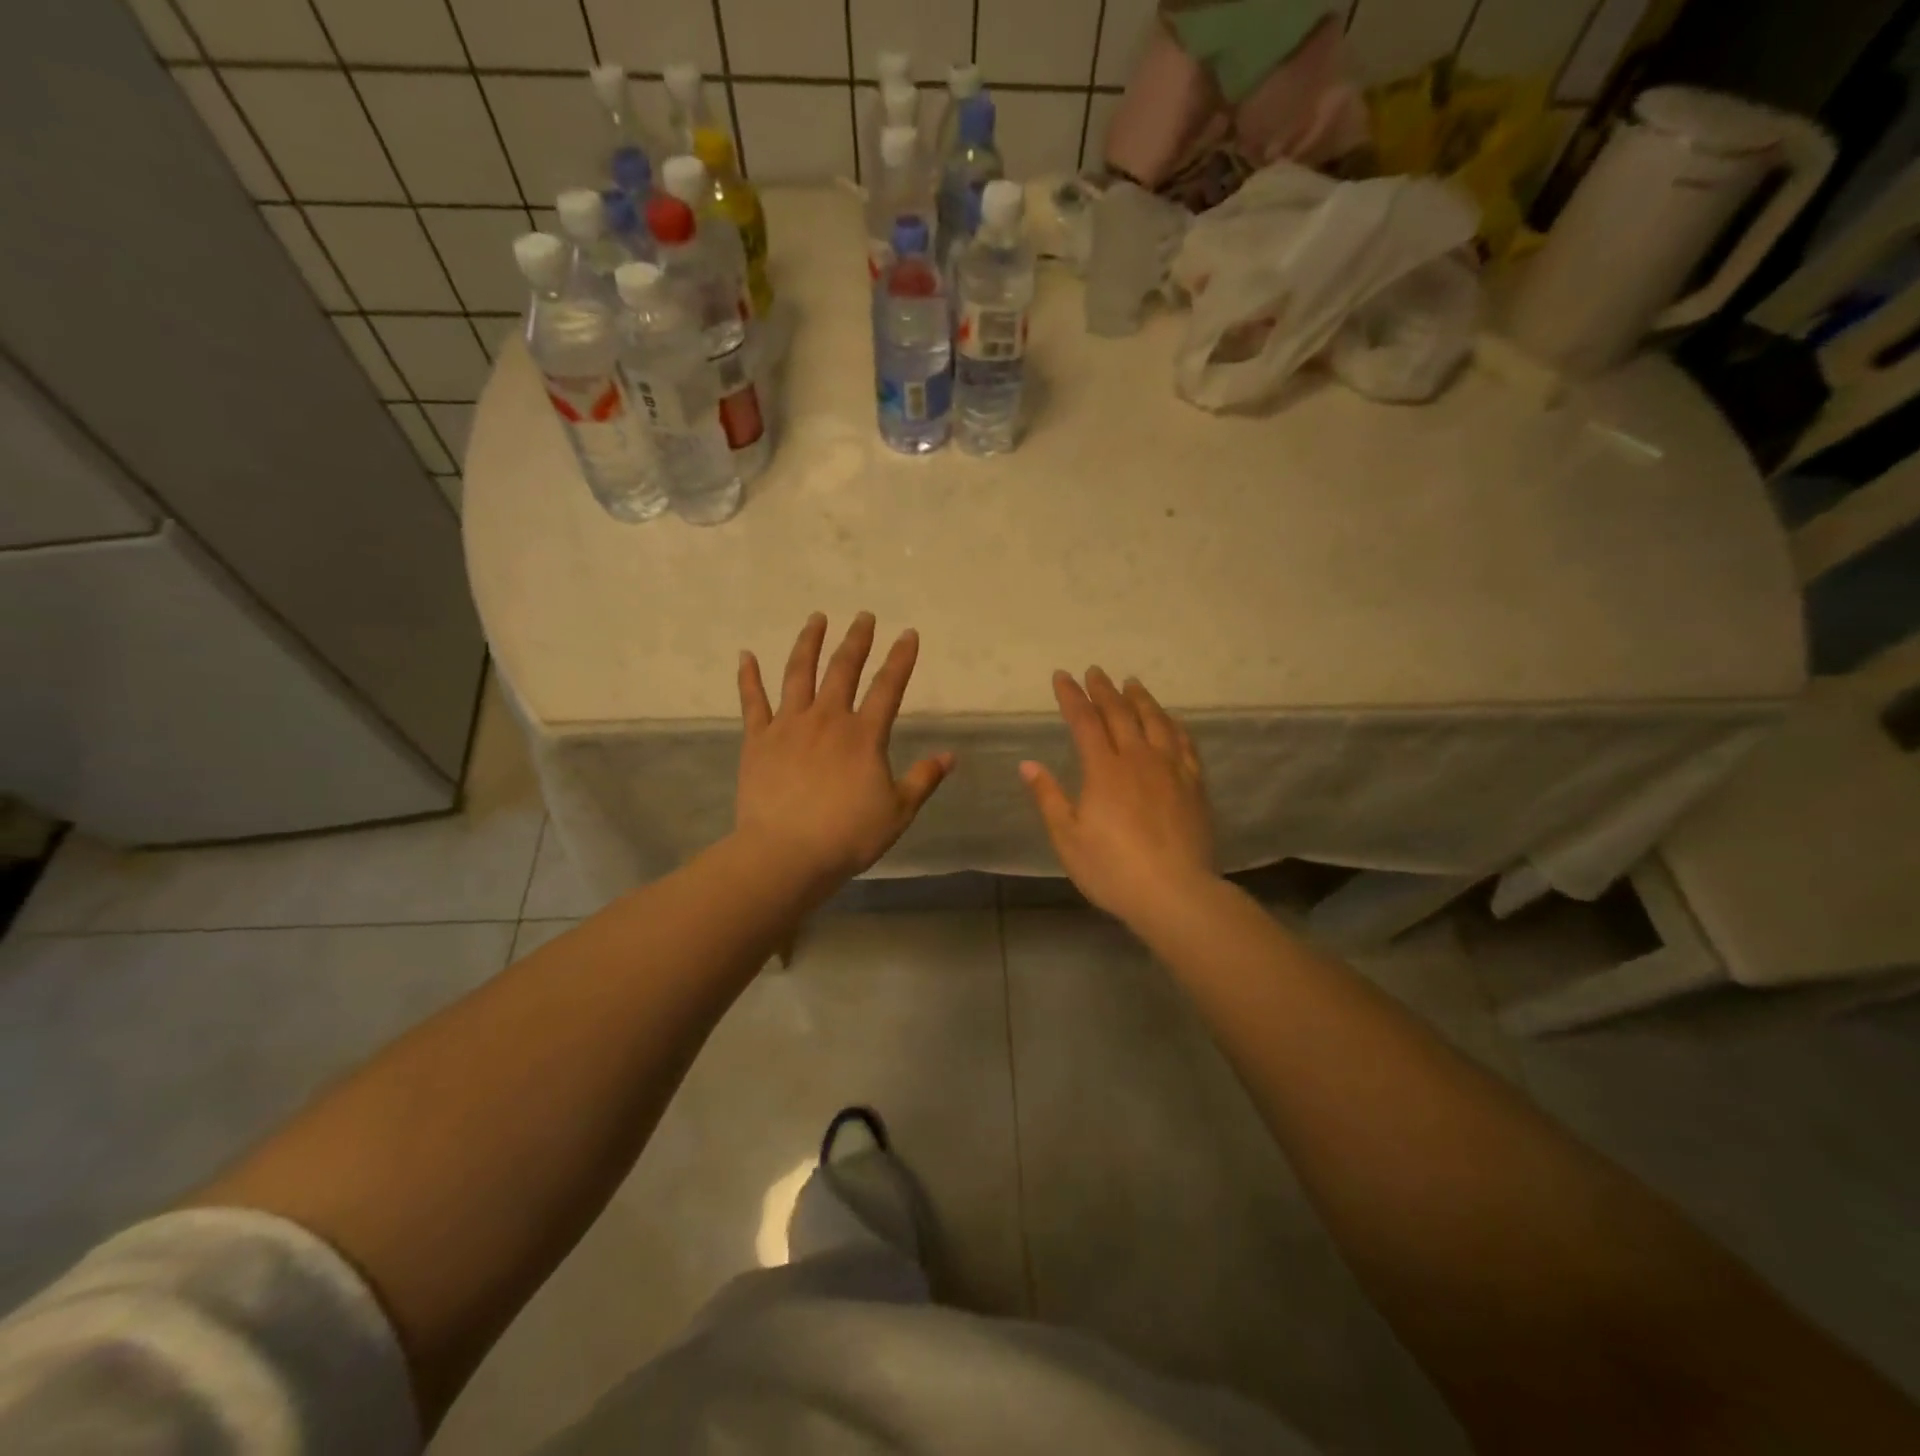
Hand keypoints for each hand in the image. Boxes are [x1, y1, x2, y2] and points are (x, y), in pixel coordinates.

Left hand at [736, 612, 953, 891]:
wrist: (786, 854)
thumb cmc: (847, 835)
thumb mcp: (897, 812)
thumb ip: (923, 779)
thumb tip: (950, 756)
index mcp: (864, 735)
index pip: (888, 687)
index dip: (901, 659)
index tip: (909, 634)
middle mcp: (827, 719)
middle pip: (843, 669)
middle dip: (857, 640)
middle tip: (864, 616)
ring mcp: (788, 726)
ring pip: (799, 673)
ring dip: (808, 643)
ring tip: (816, 619)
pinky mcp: (757, 740)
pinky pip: (752, 702)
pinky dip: (748, 677)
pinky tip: (745, 655)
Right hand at [1020, 668, 1215, 919]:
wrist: (1175, 893)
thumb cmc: (1112, 869)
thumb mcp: (1068, 838)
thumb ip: (1048, 797)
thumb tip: (1028, 764)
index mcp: (1104, 770)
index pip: (1085, 721)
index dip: (1072, 696)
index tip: (1062, 676)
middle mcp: (1138, 759)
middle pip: (1120, 713)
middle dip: (1104, 690)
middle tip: (1095, 672)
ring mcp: (1170, 769)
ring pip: (1156, 721)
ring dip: (1141, 699)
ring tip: (1132, 683)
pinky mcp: (1194, 785)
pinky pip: (1184, 743)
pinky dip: (1174, 724)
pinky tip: (1170, 720)